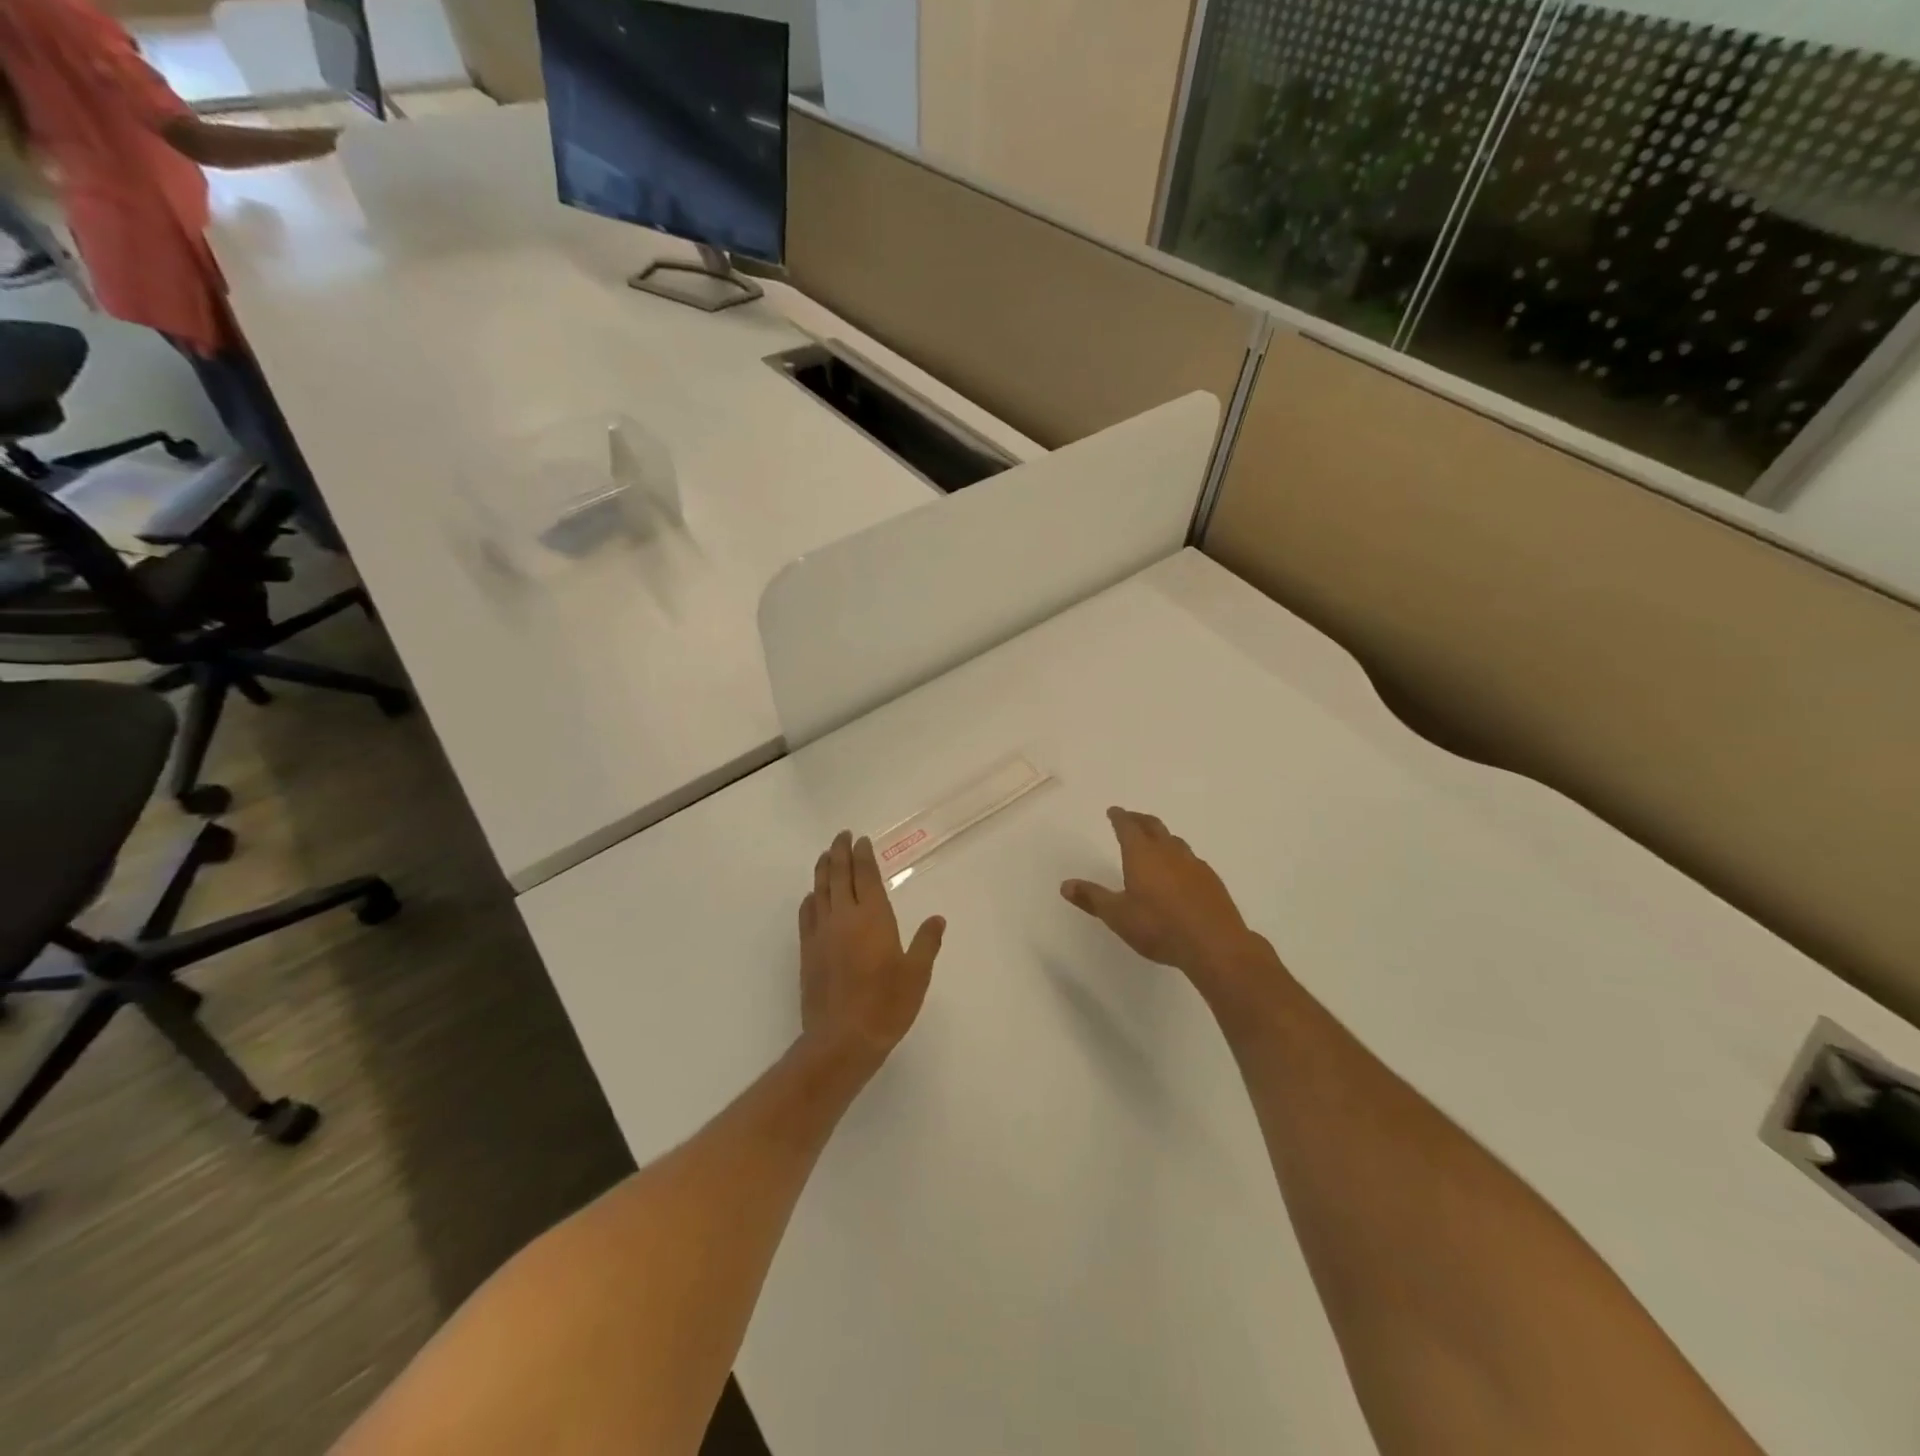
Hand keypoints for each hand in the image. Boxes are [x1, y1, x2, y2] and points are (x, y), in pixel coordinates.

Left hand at [798, 831, 944, 1072]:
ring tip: (827, 855)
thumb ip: (926, 943)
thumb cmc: (886, 1005)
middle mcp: (844, 918)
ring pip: (820, 891)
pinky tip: (813, 896)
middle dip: (841, 852)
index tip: (862, 840)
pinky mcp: (808, 952)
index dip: (863, 856)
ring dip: (824, 869)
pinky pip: (807, 915)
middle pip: (839, 876)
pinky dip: (811, 899)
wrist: (841, 1040)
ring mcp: (822, 934)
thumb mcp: (916, 975)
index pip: (866, 876)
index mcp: (873, 918)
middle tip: (842, 836)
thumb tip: (937, 920)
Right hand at [1062, 808, 1267, 1001]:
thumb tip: (1065, 885)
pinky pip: (1190, 859)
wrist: (1214, 944)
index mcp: (1141, 855)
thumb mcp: (1117, 916)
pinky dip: (1179, 856)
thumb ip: (1092, 898)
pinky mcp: (1211, 880)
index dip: (1119, 817)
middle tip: (1130, 818)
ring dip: (1161, 836)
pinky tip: (1180, 871)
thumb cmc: (1159, 927)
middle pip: (1153, 826)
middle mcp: (1168, 852)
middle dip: (1139, 819)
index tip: (1113, 811)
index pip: (1127, 827)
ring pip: (1174, 841)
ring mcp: (1193, 864)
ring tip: (1155, 842)